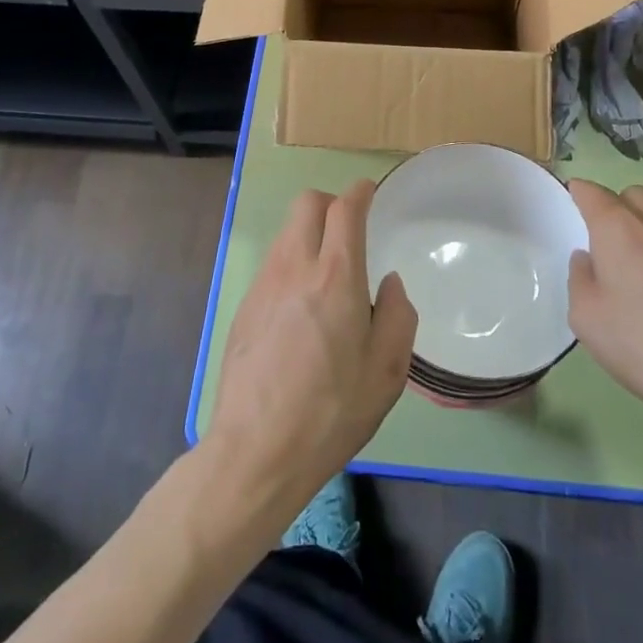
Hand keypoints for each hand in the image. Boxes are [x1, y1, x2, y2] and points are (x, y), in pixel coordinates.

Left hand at [204, 181, 417, 522]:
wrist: (256, 451)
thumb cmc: (331, 412)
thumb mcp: (386, 373)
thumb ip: (397, 315)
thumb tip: (388, 283)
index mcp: (335, 277)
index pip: (344, 209)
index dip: (360, 192)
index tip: (369, 192)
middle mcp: (295, 267)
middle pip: (307, 203)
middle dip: (331, 203)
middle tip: (349, 229)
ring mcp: (264, 284)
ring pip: (287, 231)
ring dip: (310, 233)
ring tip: (328, 273)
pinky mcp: (245, 305)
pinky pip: (274, 263)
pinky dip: (293, 263)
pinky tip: (302, 306)